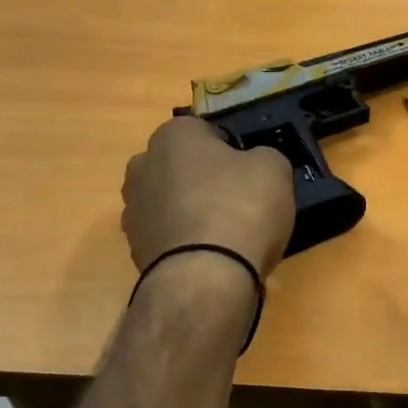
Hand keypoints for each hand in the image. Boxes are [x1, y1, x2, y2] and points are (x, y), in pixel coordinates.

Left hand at [122, 116, 295, 277]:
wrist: (206, 277)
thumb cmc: (241, 207)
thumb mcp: (275, 167)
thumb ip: (262, 156)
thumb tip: (253, 165)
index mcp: (173, 135)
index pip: (203, 130)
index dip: (230, 148)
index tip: (249, 169)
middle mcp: (143, 165)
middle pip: (181, 165)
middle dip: (203, 177)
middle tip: (239, 198)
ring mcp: (133, 210)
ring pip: (170, 200)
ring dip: (191, 209)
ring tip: (226, 233)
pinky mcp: (134, 249)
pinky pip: (167, 233)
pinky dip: (184, 240)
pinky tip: (211, 254)